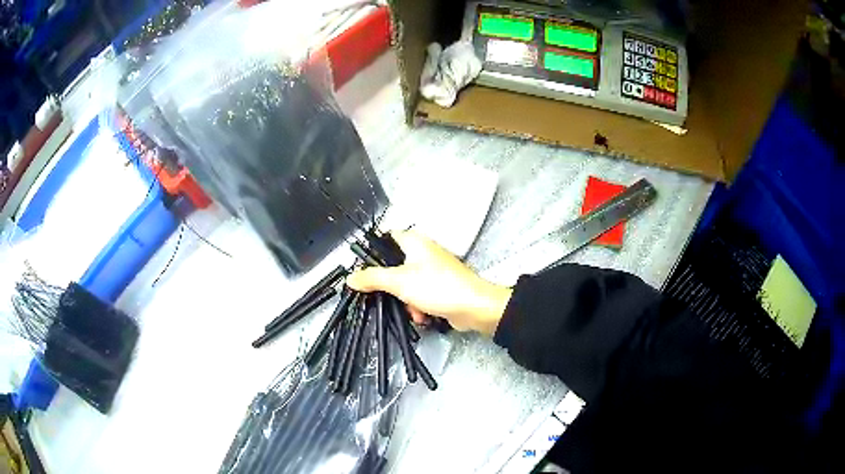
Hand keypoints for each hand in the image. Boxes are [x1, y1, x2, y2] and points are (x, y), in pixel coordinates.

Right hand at [345, 230, 511, 334]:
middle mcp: (423, 253)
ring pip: (405, 286)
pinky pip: (419, 296)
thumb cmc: (438, 287)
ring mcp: (433, 271)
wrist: (474, 308)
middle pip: (393, 267)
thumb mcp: (399, 281)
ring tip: (414, 310)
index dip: (372, 253)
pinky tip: (424, 316)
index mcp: (414, 242)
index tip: (364, 272)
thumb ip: (372, 278)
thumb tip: (350, 278)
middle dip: (391, 288)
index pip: (385, 239)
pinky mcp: (440, 288)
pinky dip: (419, 307)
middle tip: (391, 297)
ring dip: (406, 302)